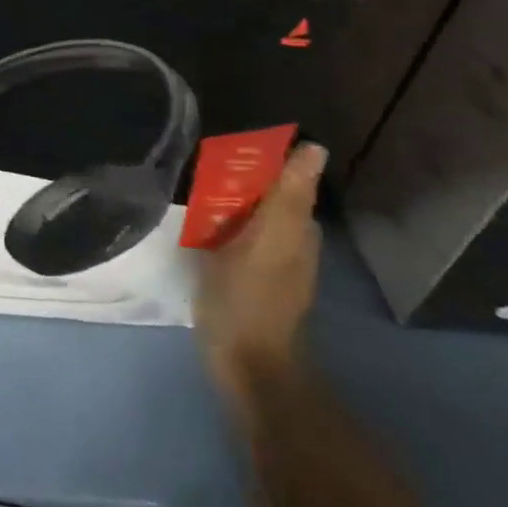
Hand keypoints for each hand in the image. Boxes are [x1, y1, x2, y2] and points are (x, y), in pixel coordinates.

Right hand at [196, 143, 325, 404]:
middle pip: (264, 193)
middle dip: (237, 175)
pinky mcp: (247, 276)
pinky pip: (236, 235)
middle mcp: (289, 239)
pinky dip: (221, 223)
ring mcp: (268, 260)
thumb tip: (315, 148)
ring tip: (192, 185)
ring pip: (249, 213)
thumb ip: (288, 195)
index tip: (225, 143)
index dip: (259, 157)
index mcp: (295, 226)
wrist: (245, 363)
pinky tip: (197, 223)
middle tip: (198, 163)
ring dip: (226, 199)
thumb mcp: (268, 239)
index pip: (284, 176)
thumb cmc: (250, 297)